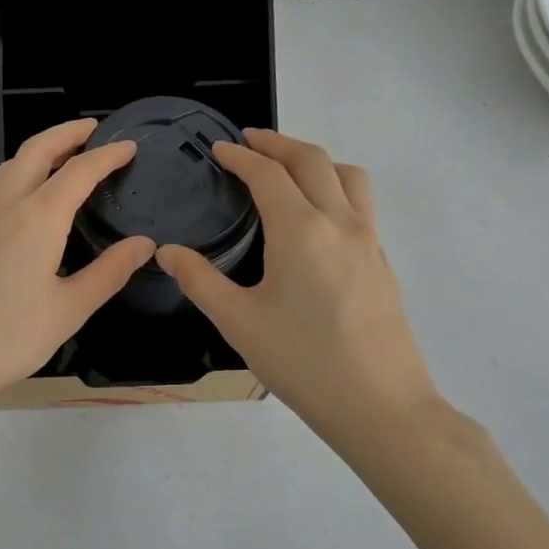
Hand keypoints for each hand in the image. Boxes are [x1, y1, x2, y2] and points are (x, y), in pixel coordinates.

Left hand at [0, 119, 155, 414]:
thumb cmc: (7, 339)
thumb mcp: (68, 310)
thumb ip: (109, 272)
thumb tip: (144, 244)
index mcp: (37, 217)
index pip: (80, 170)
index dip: (107, 155)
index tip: (129, 146)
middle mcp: (3, 202)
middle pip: (37, 149)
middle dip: (67, 133)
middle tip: (92, 130)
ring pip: (10, 165)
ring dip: (39, 152)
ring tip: (63, 159)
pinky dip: (17, 176)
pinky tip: (24, 202)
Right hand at [157, 129, 443, 450]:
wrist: (381, 407)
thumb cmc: (303, 362)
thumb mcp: (238, 322)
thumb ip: (199, 280)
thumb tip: (166, 252)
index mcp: (301, 230)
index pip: (268, 174)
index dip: (240, 156)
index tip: (218, 149)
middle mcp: (340, 222)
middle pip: (312, 160)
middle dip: (277, 143)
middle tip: (248, 142)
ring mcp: (368, 241)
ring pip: (347, 175)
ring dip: (314, 160)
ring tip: (287, 170)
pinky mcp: (382, 261)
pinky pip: (360, 203)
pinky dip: (334, 187)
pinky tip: (316, 217)